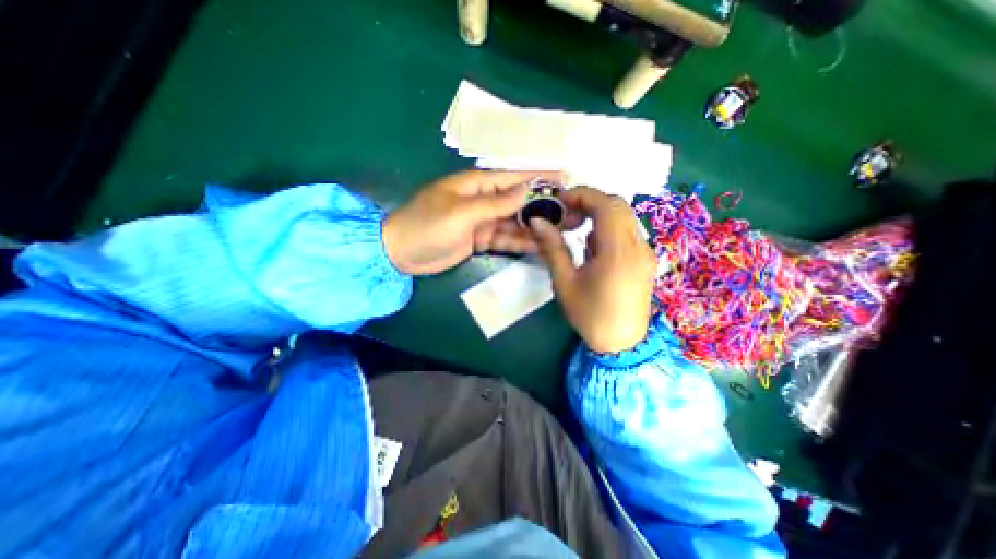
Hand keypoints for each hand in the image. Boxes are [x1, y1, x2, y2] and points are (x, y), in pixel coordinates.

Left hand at [384, 167, 563, 274]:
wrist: (402, 252)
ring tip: (560, 232)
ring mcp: (483, 222)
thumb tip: (527, 191)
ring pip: (514, 222)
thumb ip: (495, 203)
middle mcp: (483, 200)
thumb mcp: (462, 212)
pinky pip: (505, 239)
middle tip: (569, 213)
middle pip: (518, 201)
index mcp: (476, 185)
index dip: (539, 177)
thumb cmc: (427, 225)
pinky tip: (539, 246)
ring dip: (535, 227)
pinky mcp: (481, 240)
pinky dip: (520, 242)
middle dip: (542, 206)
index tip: (565, 177)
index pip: (513, 177)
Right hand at [524, 189, 658, 353]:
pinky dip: (608, 229)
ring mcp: (645, 252)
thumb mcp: (565, 282)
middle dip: (588, 203)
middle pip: (617, 205)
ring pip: (623, 217)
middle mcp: (637, 246)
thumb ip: (552, 248)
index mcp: (618, 251)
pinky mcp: (645, 259)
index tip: (559, 202)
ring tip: (576, 232)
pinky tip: (593, 248)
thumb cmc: (590, 315)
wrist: (622, 344)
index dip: (581, 195)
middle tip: (565, 217)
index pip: (605, 204)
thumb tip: (537, 221)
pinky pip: (627, 231)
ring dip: (598, 215)